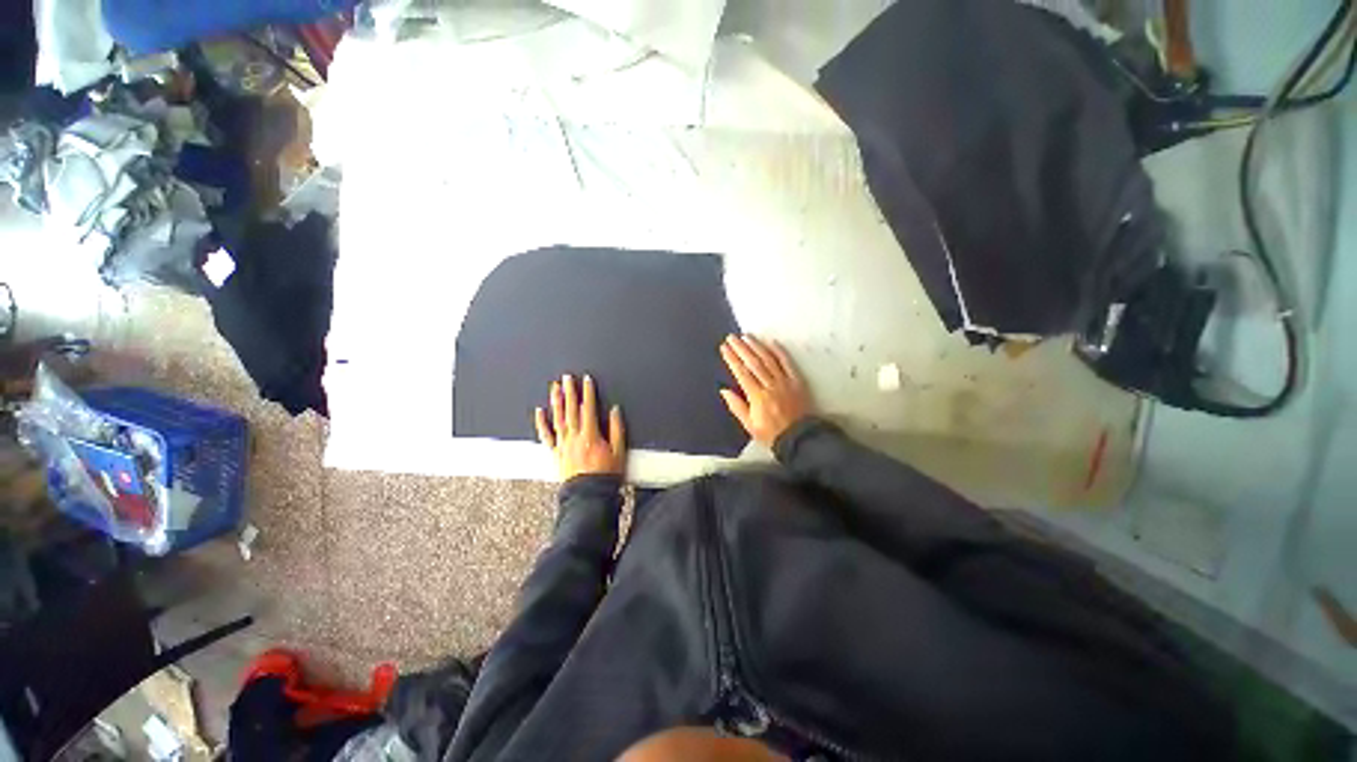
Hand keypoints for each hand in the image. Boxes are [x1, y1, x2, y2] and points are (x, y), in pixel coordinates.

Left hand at [535, 374, 626, 480]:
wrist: (588, 495)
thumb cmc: (605, 475)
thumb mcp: (619, 451)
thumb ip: (617, 429)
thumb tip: (614, 411)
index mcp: (591, 435)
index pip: (589, 408)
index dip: (588, 392)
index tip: (586, 380)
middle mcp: (575, 437)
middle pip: (571, 410)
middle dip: (570, 391)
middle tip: (567, 377)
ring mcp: (564, 444)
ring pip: (558, 418)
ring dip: (556, 402)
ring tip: (555, 388)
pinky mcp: (556, 453)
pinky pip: (546, 436)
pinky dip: (542, 423)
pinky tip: (540, 411)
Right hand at [719, 335, 812, 447]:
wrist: (800, 438)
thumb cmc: (771, 433)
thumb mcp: (749, 425)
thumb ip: (737, 406)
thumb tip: (724, 390)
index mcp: (757, 397)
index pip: (742, 373)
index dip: (732, 359)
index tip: (724, 348)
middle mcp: (770, 385)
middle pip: (754, 363)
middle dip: (741, 348)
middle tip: (732, 337)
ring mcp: (785, 382)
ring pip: (769, 360)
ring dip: (757, 346)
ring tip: (747, 336)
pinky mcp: (797, 381)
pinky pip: (787, 363)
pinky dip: (780, 352)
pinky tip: (772, 342)